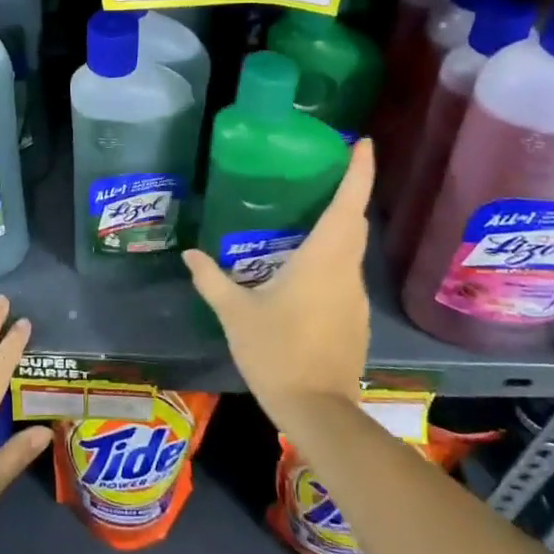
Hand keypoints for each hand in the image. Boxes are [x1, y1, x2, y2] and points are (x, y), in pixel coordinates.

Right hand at [182, 138, 373, 418]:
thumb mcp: (236, 313)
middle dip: (348, 192)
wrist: (318, 411)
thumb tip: (190, 253)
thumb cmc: (276, 352)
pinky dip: (332, 259)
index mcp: (322, 260)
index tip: (362, 142)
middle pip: (354, 222)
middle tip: (326, 172)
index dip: (359, 171)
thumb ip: (212, 279)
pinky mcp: (356, 319)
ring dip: (339, 228)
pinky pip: (346, 275)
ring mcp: (355, 297)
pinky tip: (305, 270)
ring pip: (351, 250)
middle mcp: (346, 271)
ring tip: (308, 217)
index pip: (347, 204)